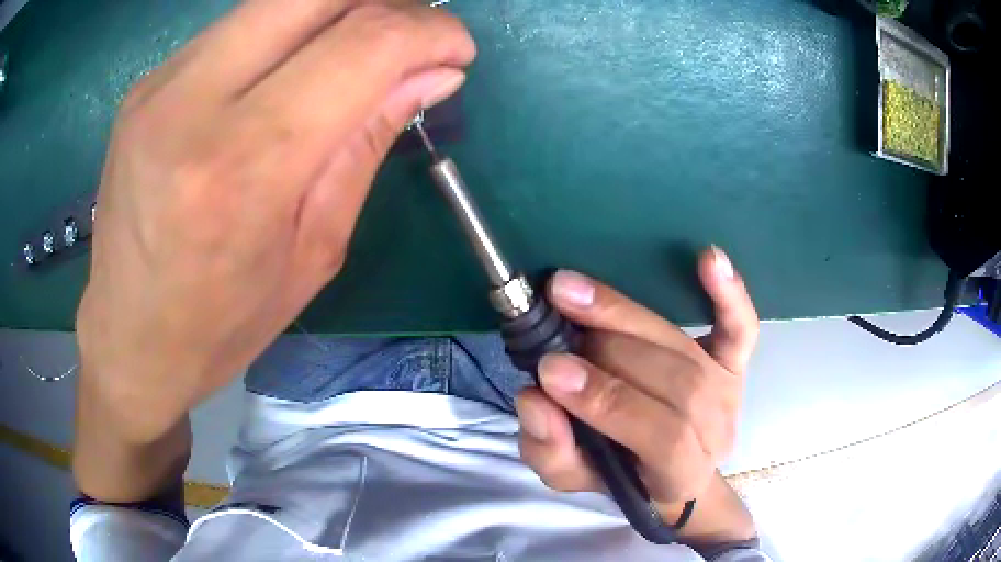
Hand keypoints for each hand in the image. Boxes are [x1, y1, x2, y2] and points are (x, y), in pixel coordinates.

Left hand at [75, 0, 474, 441]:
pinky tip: (292, 70)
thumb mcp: (313, 251)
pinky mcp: (148, 81)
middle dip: (387, 2)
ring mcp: (160, 83)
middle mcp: (193, 102)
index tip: (455, 51)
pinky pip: (238, 25)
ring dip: (338, 11)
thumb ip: (368, 144)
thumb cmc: (221, 322)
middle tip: (411, 39)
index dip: (429, 31)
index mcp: (243, 165)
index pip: (362, 43)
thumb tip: (433, 75)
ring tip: (358, 54)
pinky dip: (287, 30)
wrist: (128, 338)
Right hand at [515, 247, 757, 524]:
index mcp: (682, 474)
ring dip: (628, 317)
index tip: (552, 371)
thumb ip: (550, 451)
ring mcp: (729, 390)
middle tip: (555, 326)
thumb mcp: (571, 476)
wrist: (665, 466)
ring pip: (687, 350)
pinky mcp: (734, 360)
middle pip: (679, 385)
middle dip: (611, 354)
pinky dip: (729, 292)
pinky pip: (741, 326)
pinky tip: (709, 258)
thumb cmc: (618, 472)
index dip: (609, 403)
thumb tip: (536, 399)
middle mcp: (716, 430)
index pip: (663, 438)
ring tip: (575, 293)